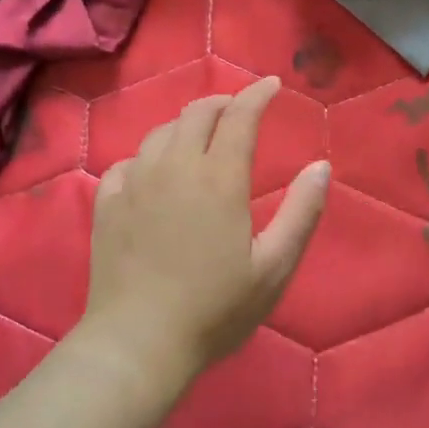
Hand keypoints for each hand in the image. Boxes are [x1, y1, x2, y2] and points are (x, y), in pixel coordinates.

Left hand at [82, 76, 330, 392]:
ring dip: (186, 124)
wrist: (137, 342)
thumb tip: (321, 166)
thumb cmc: (214, 309)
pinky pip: (128, 161)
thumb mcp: (273, 267)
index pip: (240, 117)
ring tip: (200, 136)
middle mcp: (175, 167)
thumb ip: (301, 212)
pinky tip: (153, 171)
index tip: (272, 85)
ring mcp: (135, 182)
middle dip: (223, 102)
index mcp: (219, 178)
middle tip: (239, 109)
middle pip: (197, 113)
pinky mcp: (107, 203)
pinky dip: (149, 155)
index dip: (258, 95)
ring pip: (161, 132)